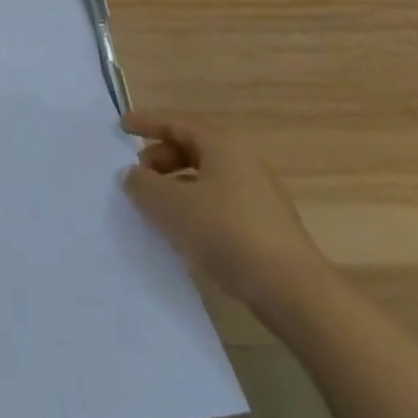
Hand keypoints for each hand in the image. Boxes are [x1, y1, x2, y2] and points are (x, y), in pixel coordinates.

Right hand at [120, 110, 328, 313]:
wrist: (296, 294)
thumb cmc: (228, 233)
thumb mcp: (172, 206)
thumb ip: (142, 185)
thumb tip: (131, 175)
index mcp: (222, 144)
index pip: (175, 123)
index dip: (145, 123)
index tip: (120, 126)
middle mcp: (242, 161)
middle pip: (190, 149)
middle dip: (159, 159)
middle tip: (137, 177)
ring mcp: (258, 195)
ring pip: (205, 179)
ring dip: (176, 187)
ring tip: (155, 209)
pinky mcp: (265, 227)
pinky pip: (219, 203)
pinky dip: (195, 208)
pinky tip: (184, 234)